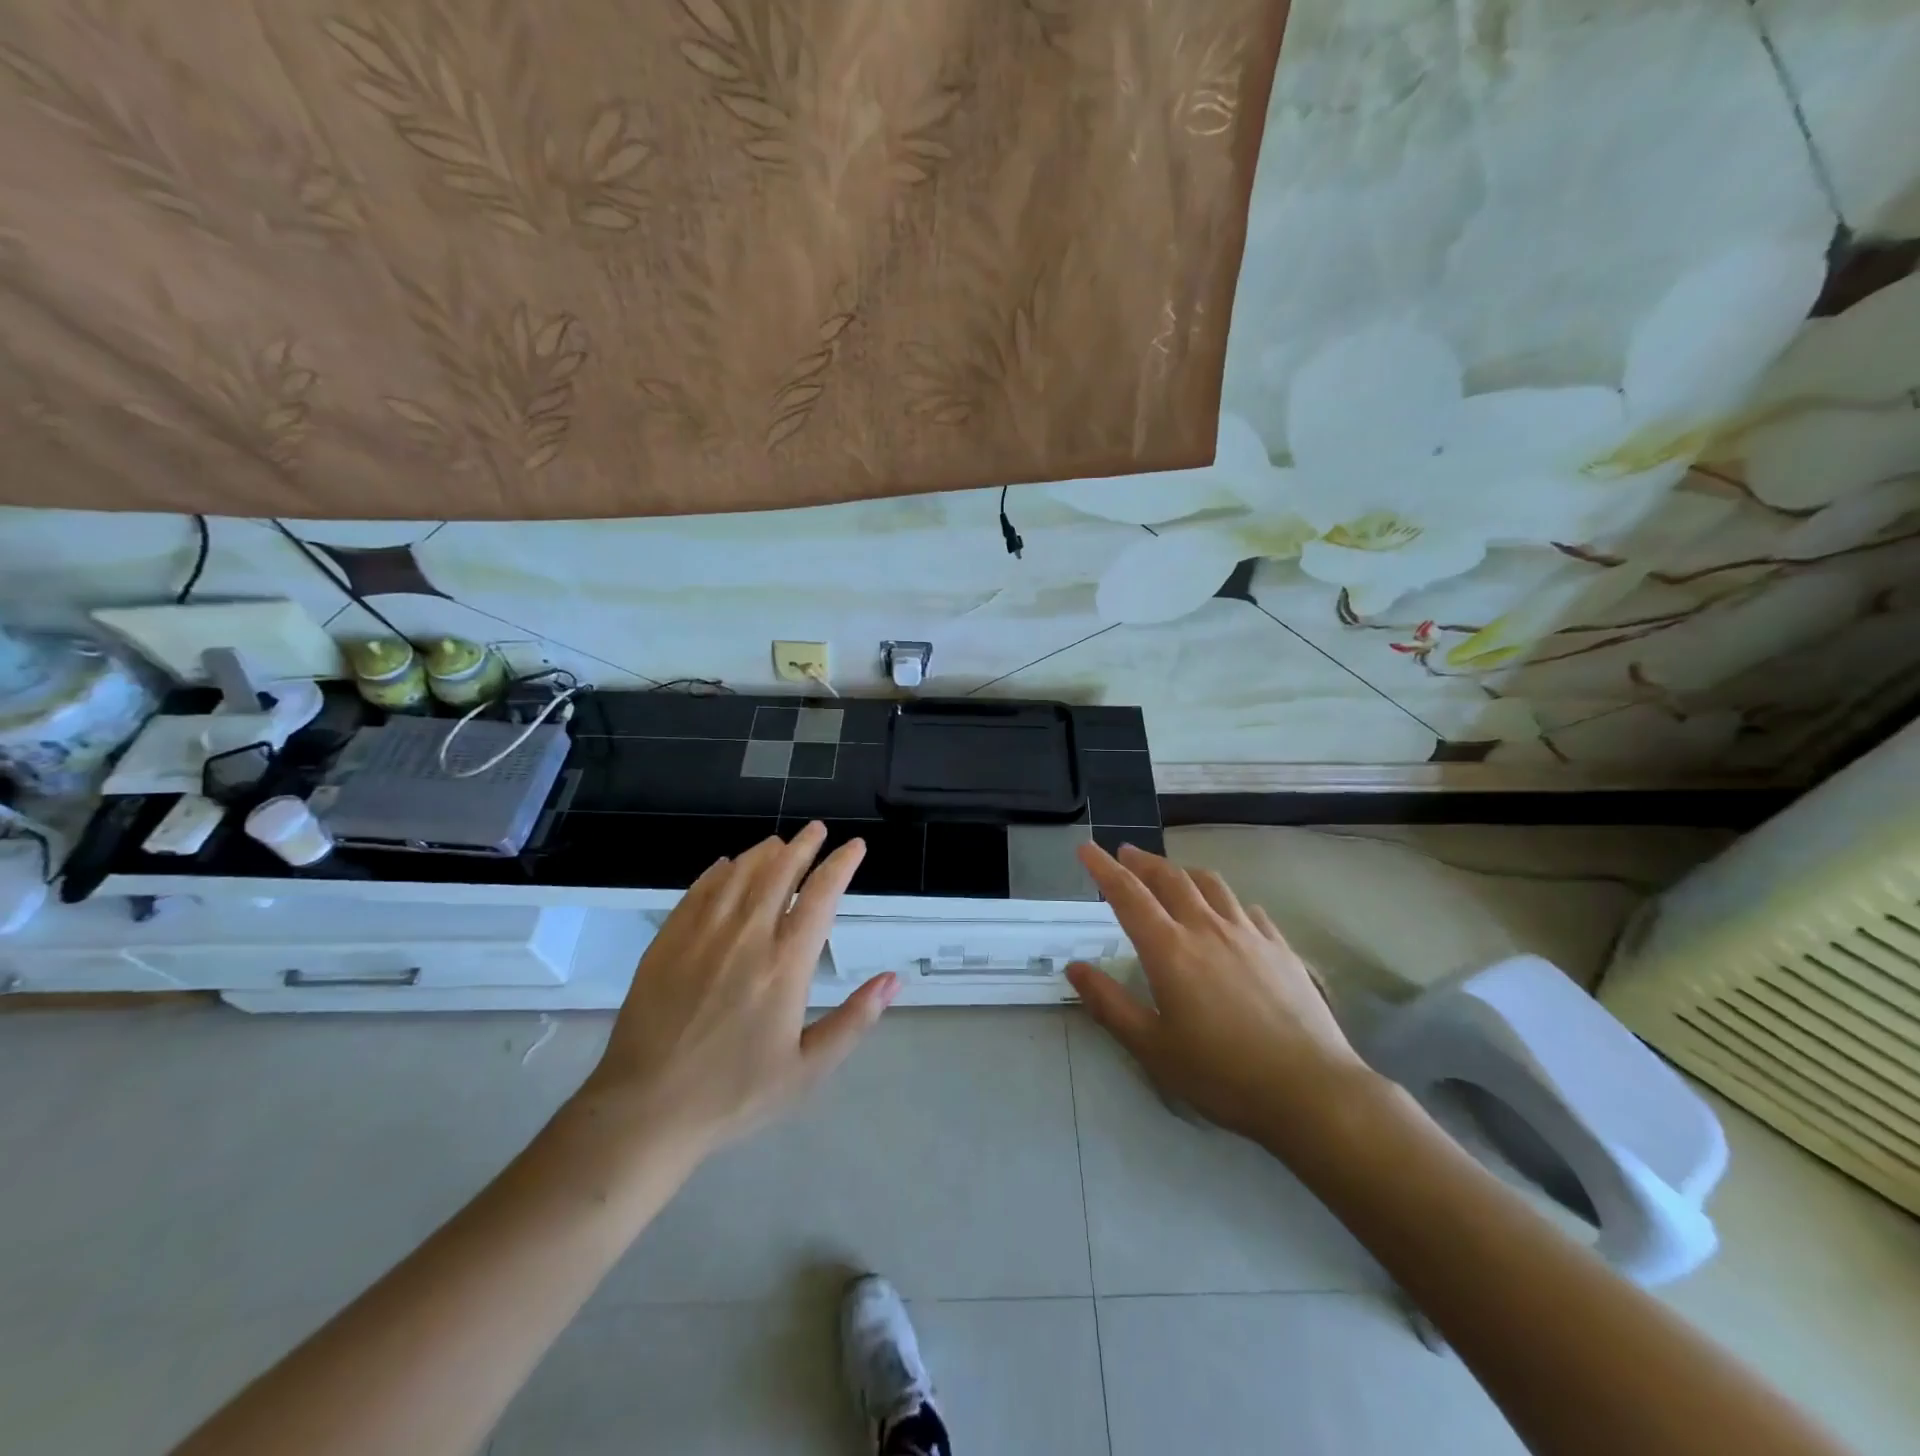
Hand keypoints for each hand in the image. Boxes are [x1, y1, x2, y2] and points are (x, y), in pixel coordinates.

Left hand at [570, 823, 897, 1163]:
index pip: (820, 896)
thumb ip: (854, 1021)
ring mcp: (702, 935)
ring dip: (763, 853)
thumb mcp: (807, 1071)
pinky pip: (698, 891)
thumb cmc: (734, 1094)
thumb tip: (893, 979)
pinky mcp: (667, 942)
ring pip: (738, 874)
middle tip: (817, 831)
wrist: (646, 1110)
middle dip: (804, 846)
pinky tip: (725, 866)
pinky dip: (718, 872)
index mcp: (785, 965)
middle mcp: (746, 937)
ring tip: (779, 843)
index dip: (840, 865)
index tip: (854, 846)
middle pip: (779, 873)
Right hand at [1065, 843, 1376, 1148]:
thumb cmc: (1221, 1074)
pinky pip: (1247, 909)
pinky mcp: (1281, 948)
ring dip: (1183, 872)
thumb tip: (1074, 968)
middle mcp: (1207, 928)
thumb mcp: (1152, 1048)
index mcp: (1170, 949)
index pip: (1128, 895)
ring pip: (1211, 884)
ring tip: (1172, 874)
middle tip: (1125, 853)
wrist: (1311, 1090)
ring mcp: (1249, 934)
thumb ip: (1109, 1004)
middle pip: (1169, 878)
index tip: (1087, 848)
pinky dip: (1226, 900)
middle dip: (1142, 861)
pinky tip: (1230, 912)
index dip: (1103, 868)